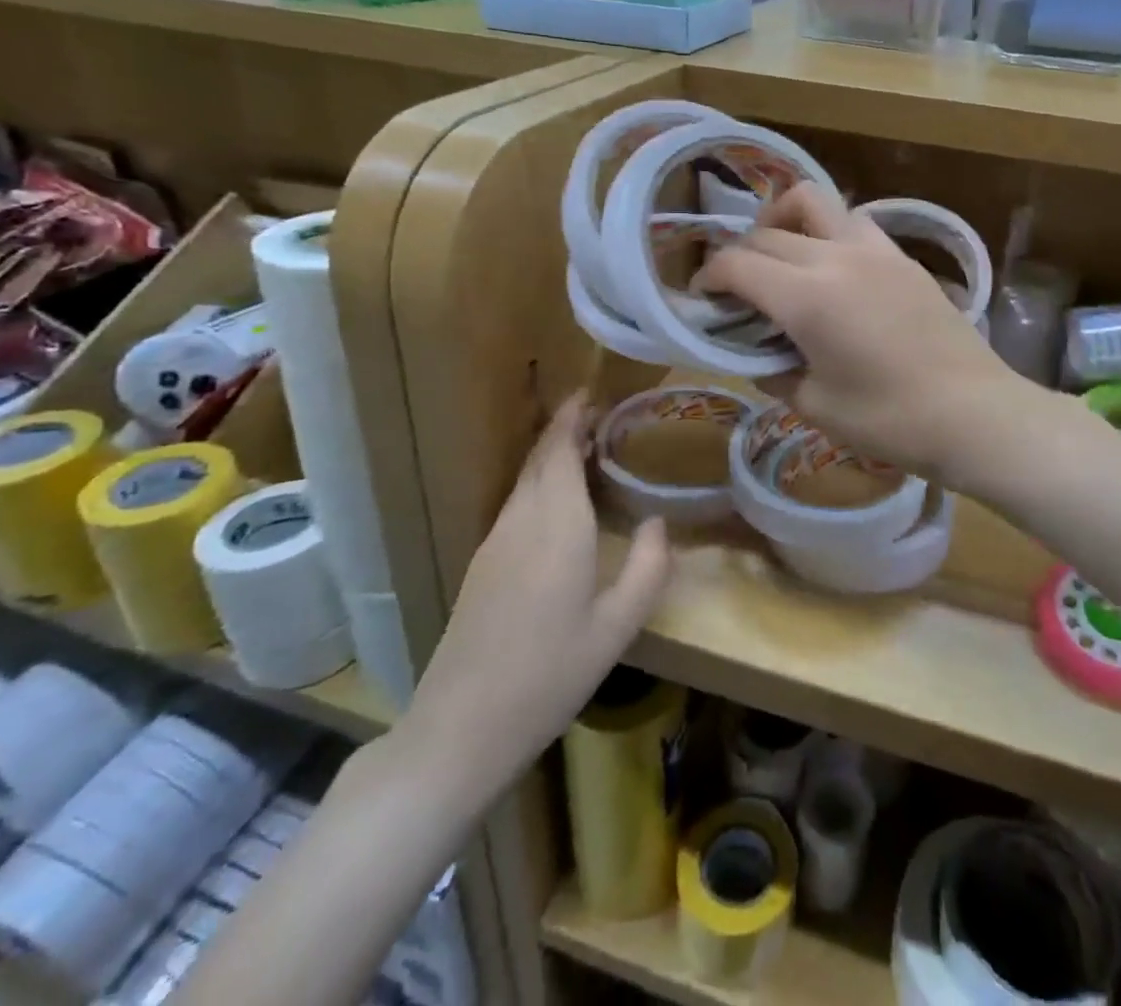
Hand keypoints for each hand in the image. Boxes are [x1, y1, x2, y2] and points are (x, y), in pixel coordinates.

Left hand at [399, 393, 669, 807]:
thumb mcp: (617, 626)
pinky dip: (539, 483)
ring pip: (524, 480)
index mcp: (557, 525)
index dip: (573, 417)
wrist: (462, 727)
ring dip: (551, 455)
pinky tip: (558, 502)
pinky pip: (515, 503)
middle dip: (565, 429)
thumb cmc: (550, 673)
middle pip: (539, 458)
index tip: (592, 393)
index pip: (560, 451)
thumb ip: (647, 567)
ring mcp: (494, 542)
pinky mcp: (482, 564)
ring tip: (586, 449)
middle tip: (599, 416)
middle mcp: (521, 521)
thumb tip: (658, 522)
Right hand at [697, 183, 1025, 484]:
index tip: (702, 296)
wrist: (975, 413)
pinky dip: (826, 233)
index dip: (709, 276)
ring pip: (815, 203)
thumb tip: (757, 355)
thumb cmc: (890, 420)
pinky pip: (852, 224)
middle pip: (768, 232)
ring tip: (781, 257)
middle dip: (740, 254)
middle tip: (736, 289)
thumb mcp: (815, 406)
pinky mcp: (903, 257)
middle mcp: (836, 258)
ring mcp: (875, 250)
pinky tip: (831, 271)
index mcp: (807, 297)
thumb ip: (773, 372)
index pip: (738, 263)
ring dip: (784, 220)